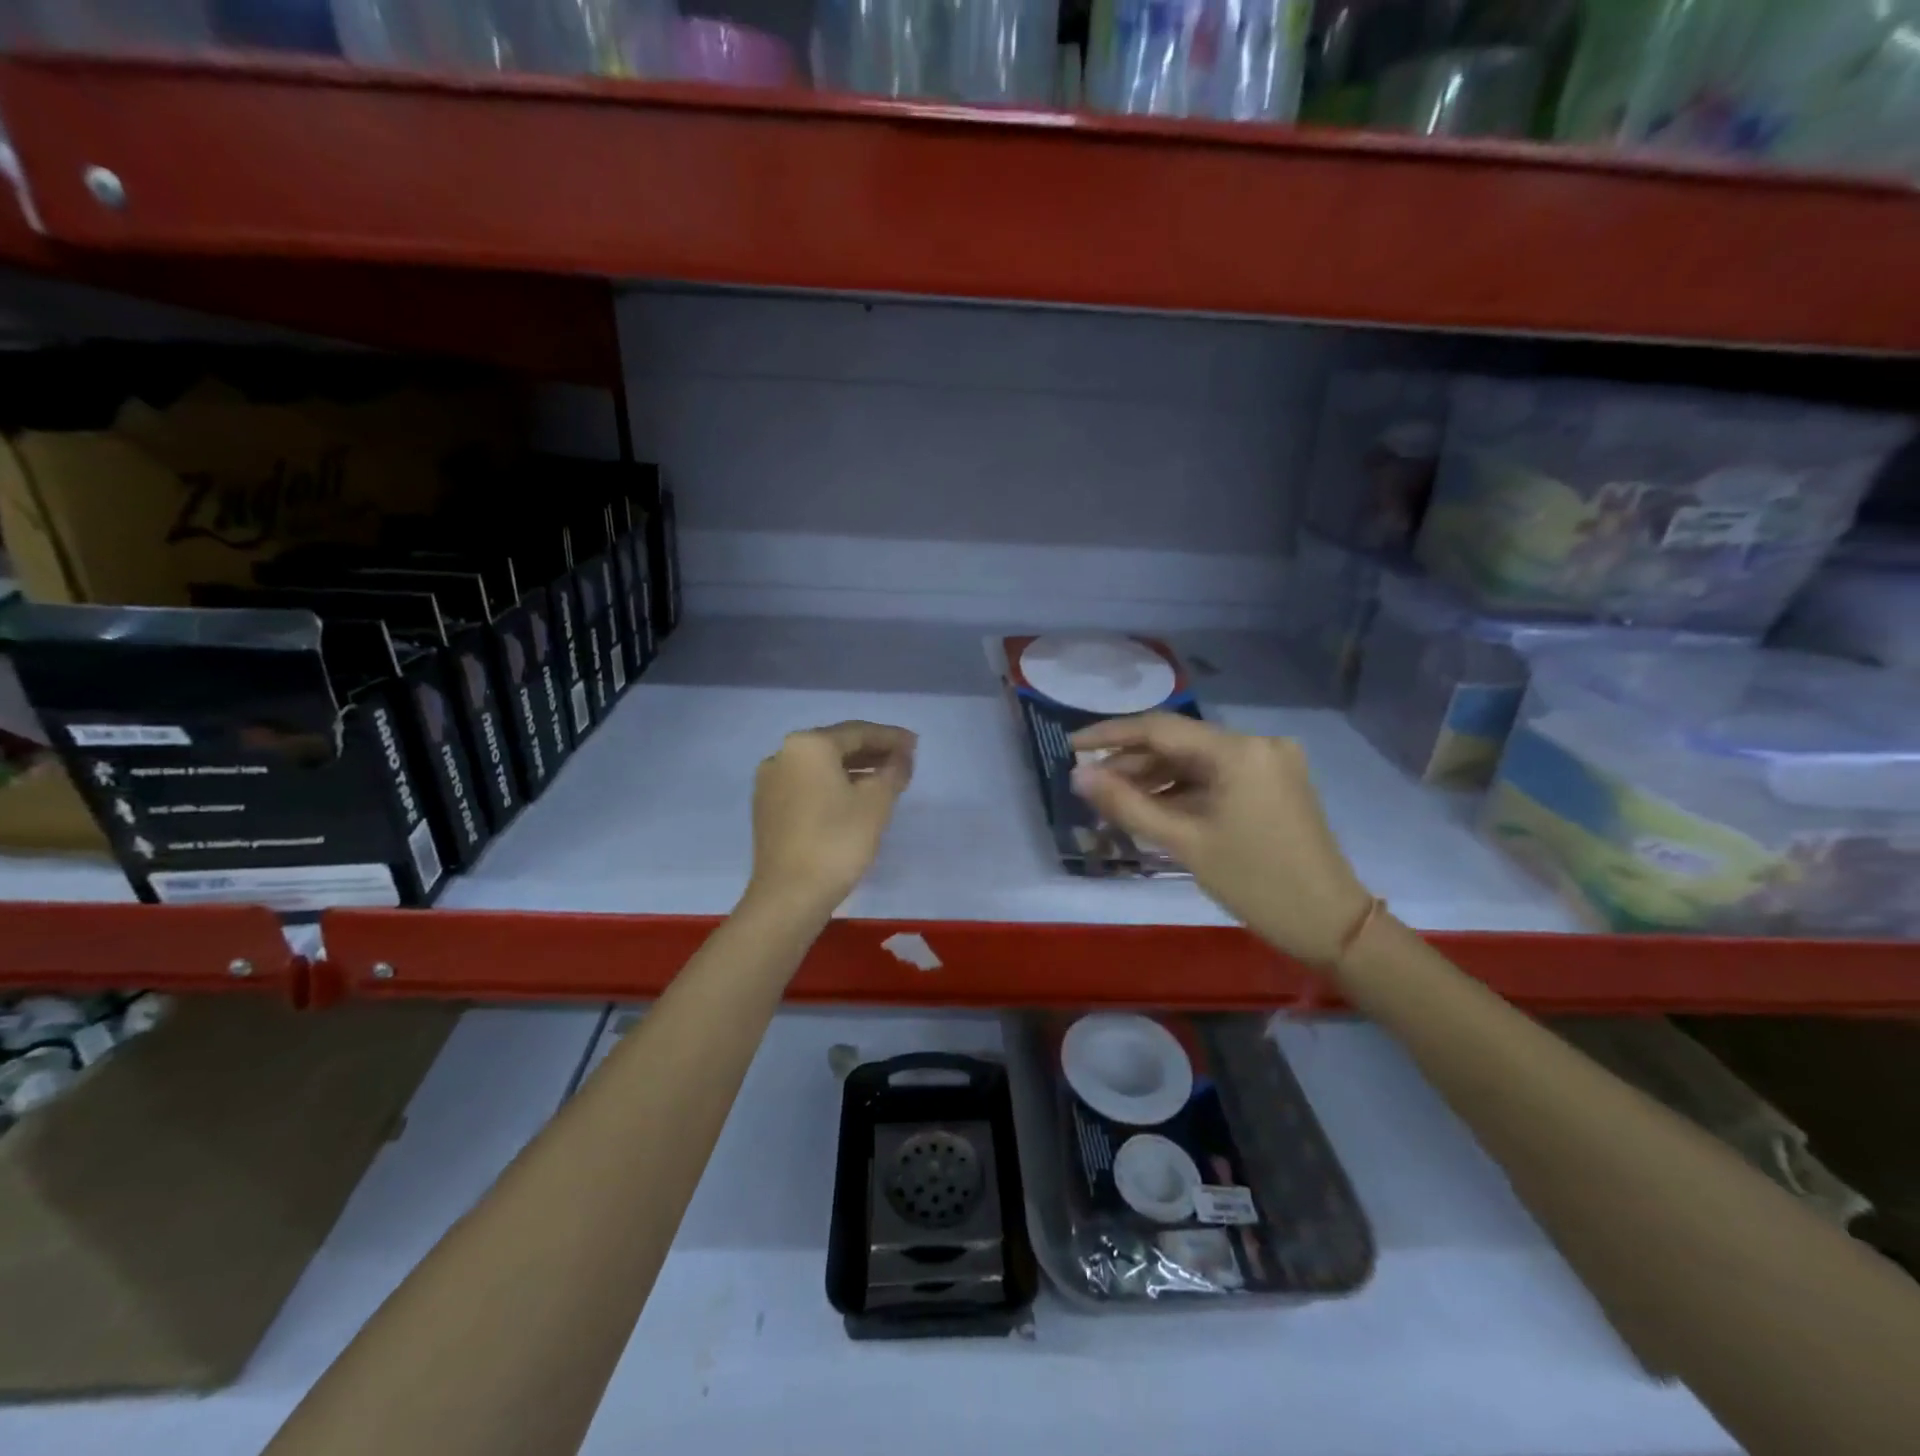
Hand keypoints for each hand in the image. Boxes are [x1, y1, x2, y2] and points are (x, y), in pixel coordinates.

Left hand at [747, 721, 915, 915]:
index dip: (891, 737)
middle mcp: (782, 754)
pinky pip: (807, 785)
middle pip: (836, 746)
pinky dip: (832, 785)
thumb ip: (894, 770)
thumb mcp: (876, 802)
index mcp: (808, 745)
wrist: (788, 896)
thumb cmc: (837, 841)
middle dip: (872, 751)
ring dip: (854, 769)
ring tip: (884, 780)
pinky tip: (853, 799)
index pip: (858, 732)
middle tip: (903, 760)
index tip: (915, 745)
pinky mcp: (767, 808)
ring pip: (820, 767)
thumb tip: (902, 755)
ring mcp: (770, 782)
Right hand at [1070, 714, 1371, 963]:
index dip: (1110, 735)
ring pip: (1196, 761)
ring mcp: (1269, 763)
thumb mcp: (1185, 843)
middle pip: (1179, 743)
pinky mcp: (1274, 783)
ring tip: (1113, 800)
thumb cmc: (1256, 883)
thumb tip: (1078, 776)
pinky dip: (1183, 790)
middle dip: (1132, 762)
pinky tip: (1152, 807)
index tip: (1071, 746)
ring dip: (1155, 778)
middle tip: (1090, 784)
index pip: (1160, 728)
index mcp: (1239, 751)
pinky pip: (1215, 776)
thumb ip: (1127, 804)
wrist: (1332, 925)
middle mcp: (1257, 744)